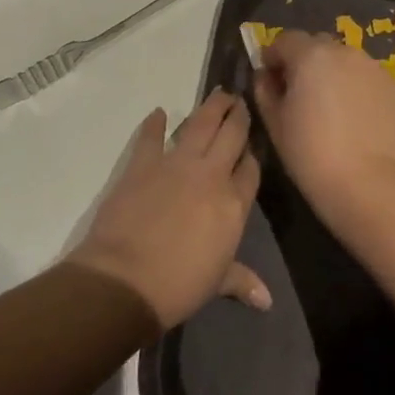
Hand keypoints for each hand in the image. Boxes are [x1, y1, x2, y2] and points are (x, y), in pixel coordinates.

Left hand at [67, 89, 268, 330]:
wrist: (127, 279)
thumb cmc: (180, 285)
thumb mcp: (217, 282)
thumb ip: (242, 281)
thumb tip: (267, 300)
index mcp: (234, 203)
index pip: (251, 169)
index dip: (253, 155)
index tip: (253, 145)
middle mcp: (211, 175)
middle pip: (232, 136)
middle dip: (239, 116)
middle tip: (241, 101)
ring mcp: (176, 164)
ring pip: (200, 125)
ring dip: (211, 108)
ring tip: (219, 93)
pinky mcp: (142, 163)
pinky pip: (150, 137)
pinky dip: (154, 123)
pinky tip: (158, 113)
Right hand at [253, 31, 394, 215]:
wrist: (364, 181)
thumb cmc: (309, 152)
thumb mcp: (274, 121)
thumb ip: (264, 89)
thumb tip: (266, 76)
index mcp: (310, 55)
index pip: (284, 40)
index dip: (273, 57)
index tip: (270, 80)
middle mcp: (343, 51)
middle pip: (316, 45)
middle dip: (304, 62)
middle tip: (299, 94)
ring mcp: (372, 67)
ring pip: (343, 60)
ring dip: (332, 72)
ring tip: (329, 106)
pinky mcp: (392, 86)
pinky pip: (365, 76)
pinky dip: (355, 86)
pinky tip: (353, 115)